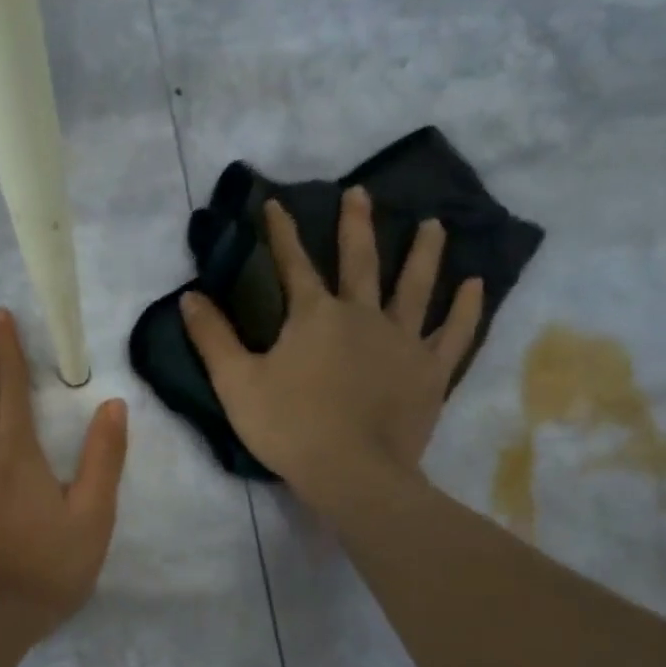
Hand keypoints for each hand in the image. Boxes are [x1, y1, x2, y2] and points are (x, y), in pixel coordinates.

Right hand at [180, 187, 482, 509]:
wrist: (352, 473)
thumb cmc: (289, 428)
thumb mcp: (236, 384)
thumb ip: (213, 339)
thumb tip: (189, 297)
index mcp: (314, 316)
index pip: (293, 264)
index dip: (282, 232)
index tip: (277, 202)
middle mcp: (362, 315)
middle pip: (361, 261)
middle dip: (357, 225)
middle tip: (361, 192)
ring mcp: (402, 341)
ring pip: (416, 287)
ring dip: (423, 253)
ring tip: (433, 224)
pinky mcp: (430, 371)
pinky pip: (453, 333)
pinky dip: (465, 308)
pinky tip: (476, 285)